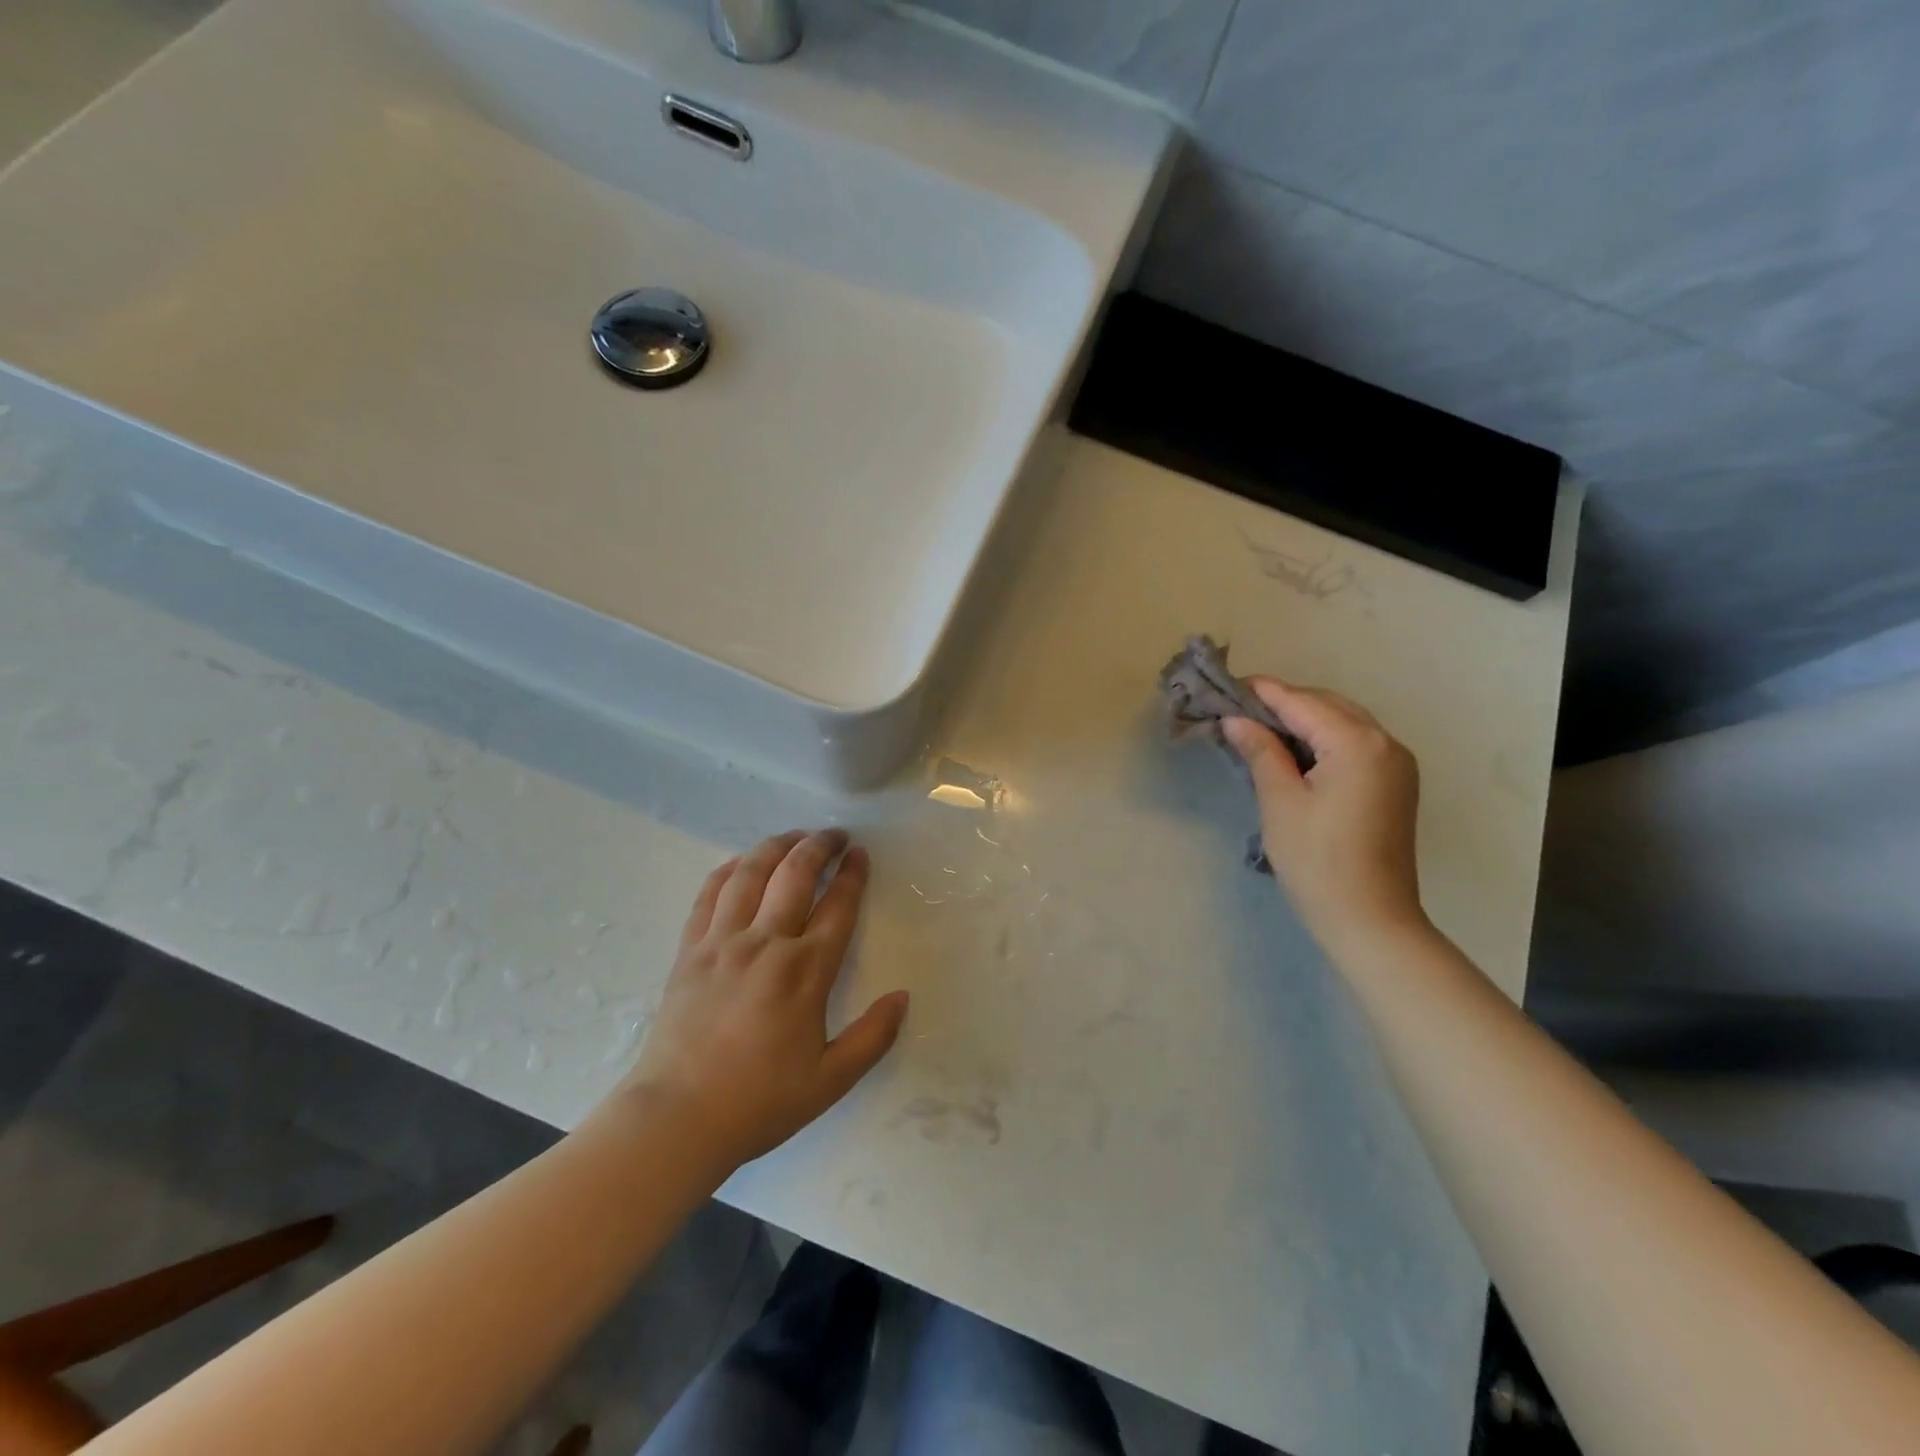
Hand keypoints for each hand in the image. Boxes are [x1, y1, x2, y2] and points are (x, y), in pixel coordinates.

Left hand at [624, 830, 909, 1167]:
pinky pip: (710, 893)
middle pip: (796, 874)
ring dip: (777, 846)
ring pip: (752, 873)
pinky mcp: (690, 949)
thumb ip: (873, 1037)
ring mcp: (723, 941)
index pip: (838, 906)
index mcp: (805, 971)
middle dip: (820, 846)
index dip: (853, 874)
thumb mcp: (830, 1081)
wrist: (676, 1118)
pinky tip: (741, 863)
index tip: (861, 854)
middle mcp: (766, 943)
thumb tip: (903, 997)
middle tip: (835, 835)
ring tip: (794, 837)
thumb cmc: (759, 1101)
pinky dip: (729, 869)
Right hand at [1221, 680, 1427, 952]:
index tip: (1227, 685)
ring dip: (1304, 720)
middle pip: (1327, 705)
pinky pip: (1355, 744)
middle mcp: (1385, 742)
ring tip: (1260, 728)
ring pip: (1343, 723)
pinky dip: (1323, 739)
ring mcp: (1397, 763)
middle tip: (1238, 710)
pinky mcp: (1396, 784)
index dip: (1263, 692)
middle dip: (1284, 703)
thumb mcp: (1280, 801)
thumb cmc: (1317, 860)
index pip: (1302, 703)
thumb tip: (1237, 720)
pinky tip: (1294, 752)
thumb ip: (1261, 751)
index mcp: (1357, 743)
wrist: (1370, 918)